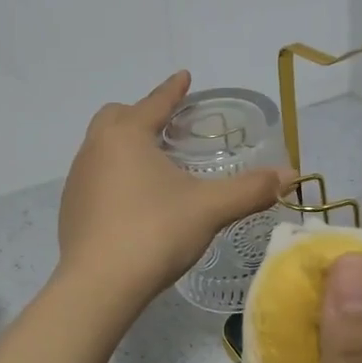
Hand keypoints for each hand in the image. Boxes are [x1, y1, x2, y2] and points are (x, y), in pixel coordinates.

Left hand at [57, 71, 290, 303]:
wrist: (99, 285)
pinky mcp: (70, 209)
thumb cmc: (155, 233)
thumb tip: (291, 175)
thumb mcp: (209, 208)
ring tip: (152, 163)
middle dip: (141, 114)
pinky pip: (94, 178)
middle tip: (167, 125)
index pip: (154, 102)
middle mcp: (95, 148)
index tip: (184, 77)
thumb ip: (250, 189)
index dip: (173, 90)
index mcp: (126, 135)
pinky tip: (132, 201)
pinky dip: (113, 176)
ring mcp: (78, 179)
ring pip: (100, 147)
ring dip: (124, 146)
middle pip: (116, 117)